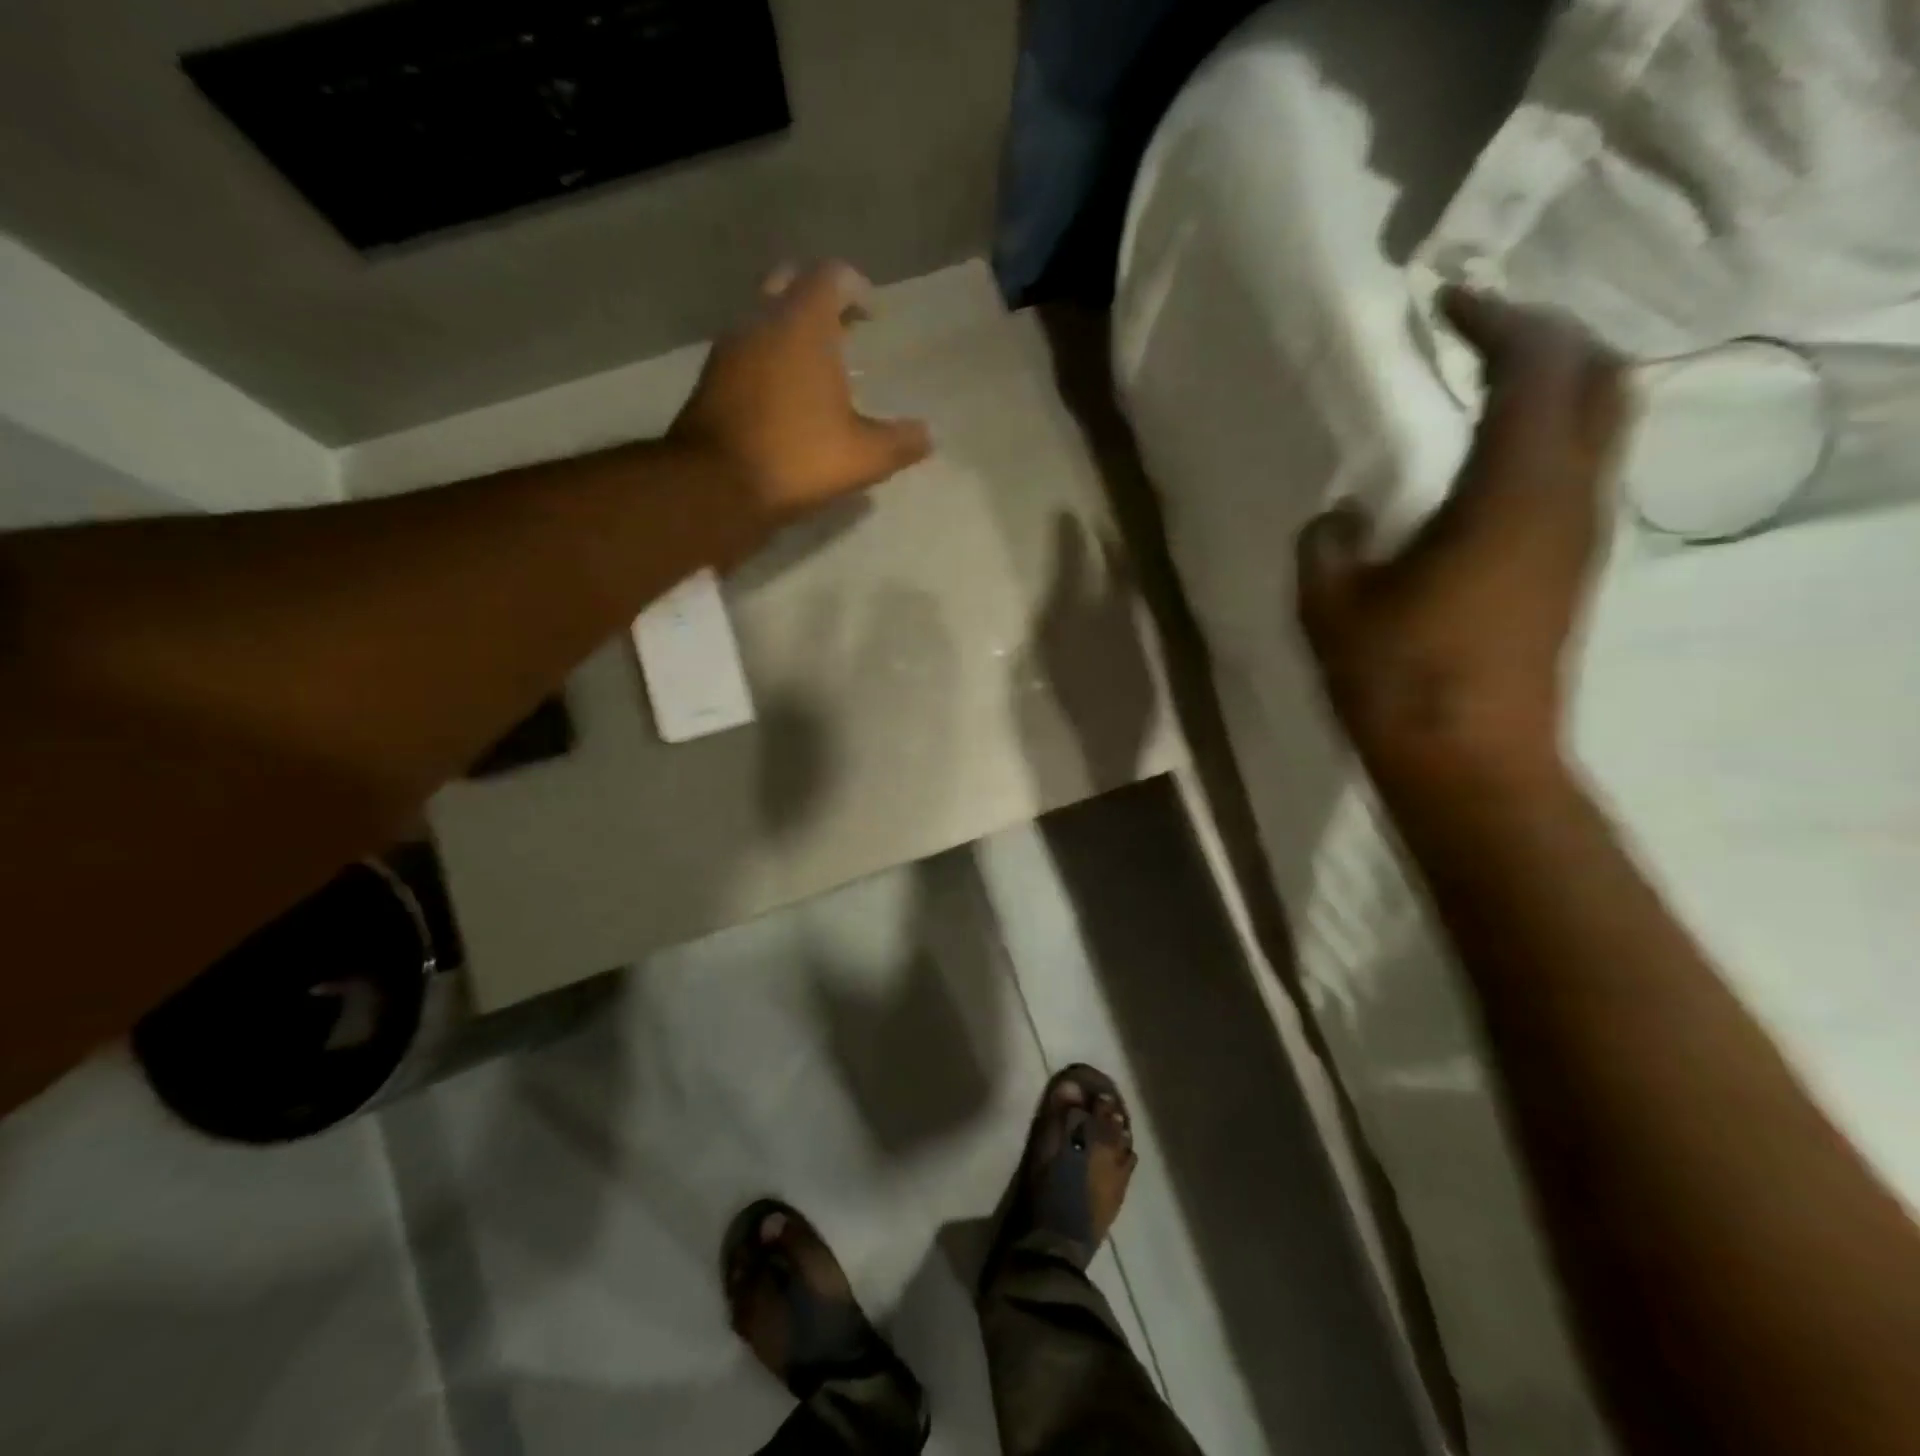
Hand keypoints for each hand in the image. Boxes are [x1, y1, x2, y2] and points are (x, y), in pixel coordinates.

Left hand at [669, 261, 932, 536]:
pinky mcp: (711, 379)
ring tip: (816, 368)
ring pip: (762, 317)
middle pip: (790, 284)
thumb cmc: (797, 458)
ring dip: (789, 331)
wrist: (715, 486)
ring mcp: (729, 348)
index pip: (831, 276)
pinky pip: (745, 351)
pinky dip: (768, 359)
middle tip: (843, 331)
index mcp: (803, 324)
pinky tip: (784, 396)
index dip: (856, 289)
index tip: (872, 316)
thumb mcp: (863, 457)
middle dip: (818, 300)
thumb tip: (928, 436)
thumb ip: (900, 442)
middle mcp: (761, 321)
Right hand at [1295, 289, 1627, 785]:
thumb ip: (1326, 544)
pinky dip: (1547, 438)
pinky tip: (1487, 465)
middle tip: (1478, 335)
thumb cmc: (1398, 679)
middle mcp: (1567, 499)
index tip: (1446, 303)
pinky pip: (1579, 471)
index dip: (1497, 319)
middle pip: (1600, 378)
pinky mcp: (1571, 571)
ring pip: (1601, 424)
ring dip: (1553, 387)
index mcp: (1511, 493)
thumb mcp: (1329, 607)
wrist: (1470, 763)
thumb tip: (1341, 514)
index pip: (1537, 366)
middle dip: (1548, 338)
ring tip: (1482, 388)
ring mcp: (1579, 537)